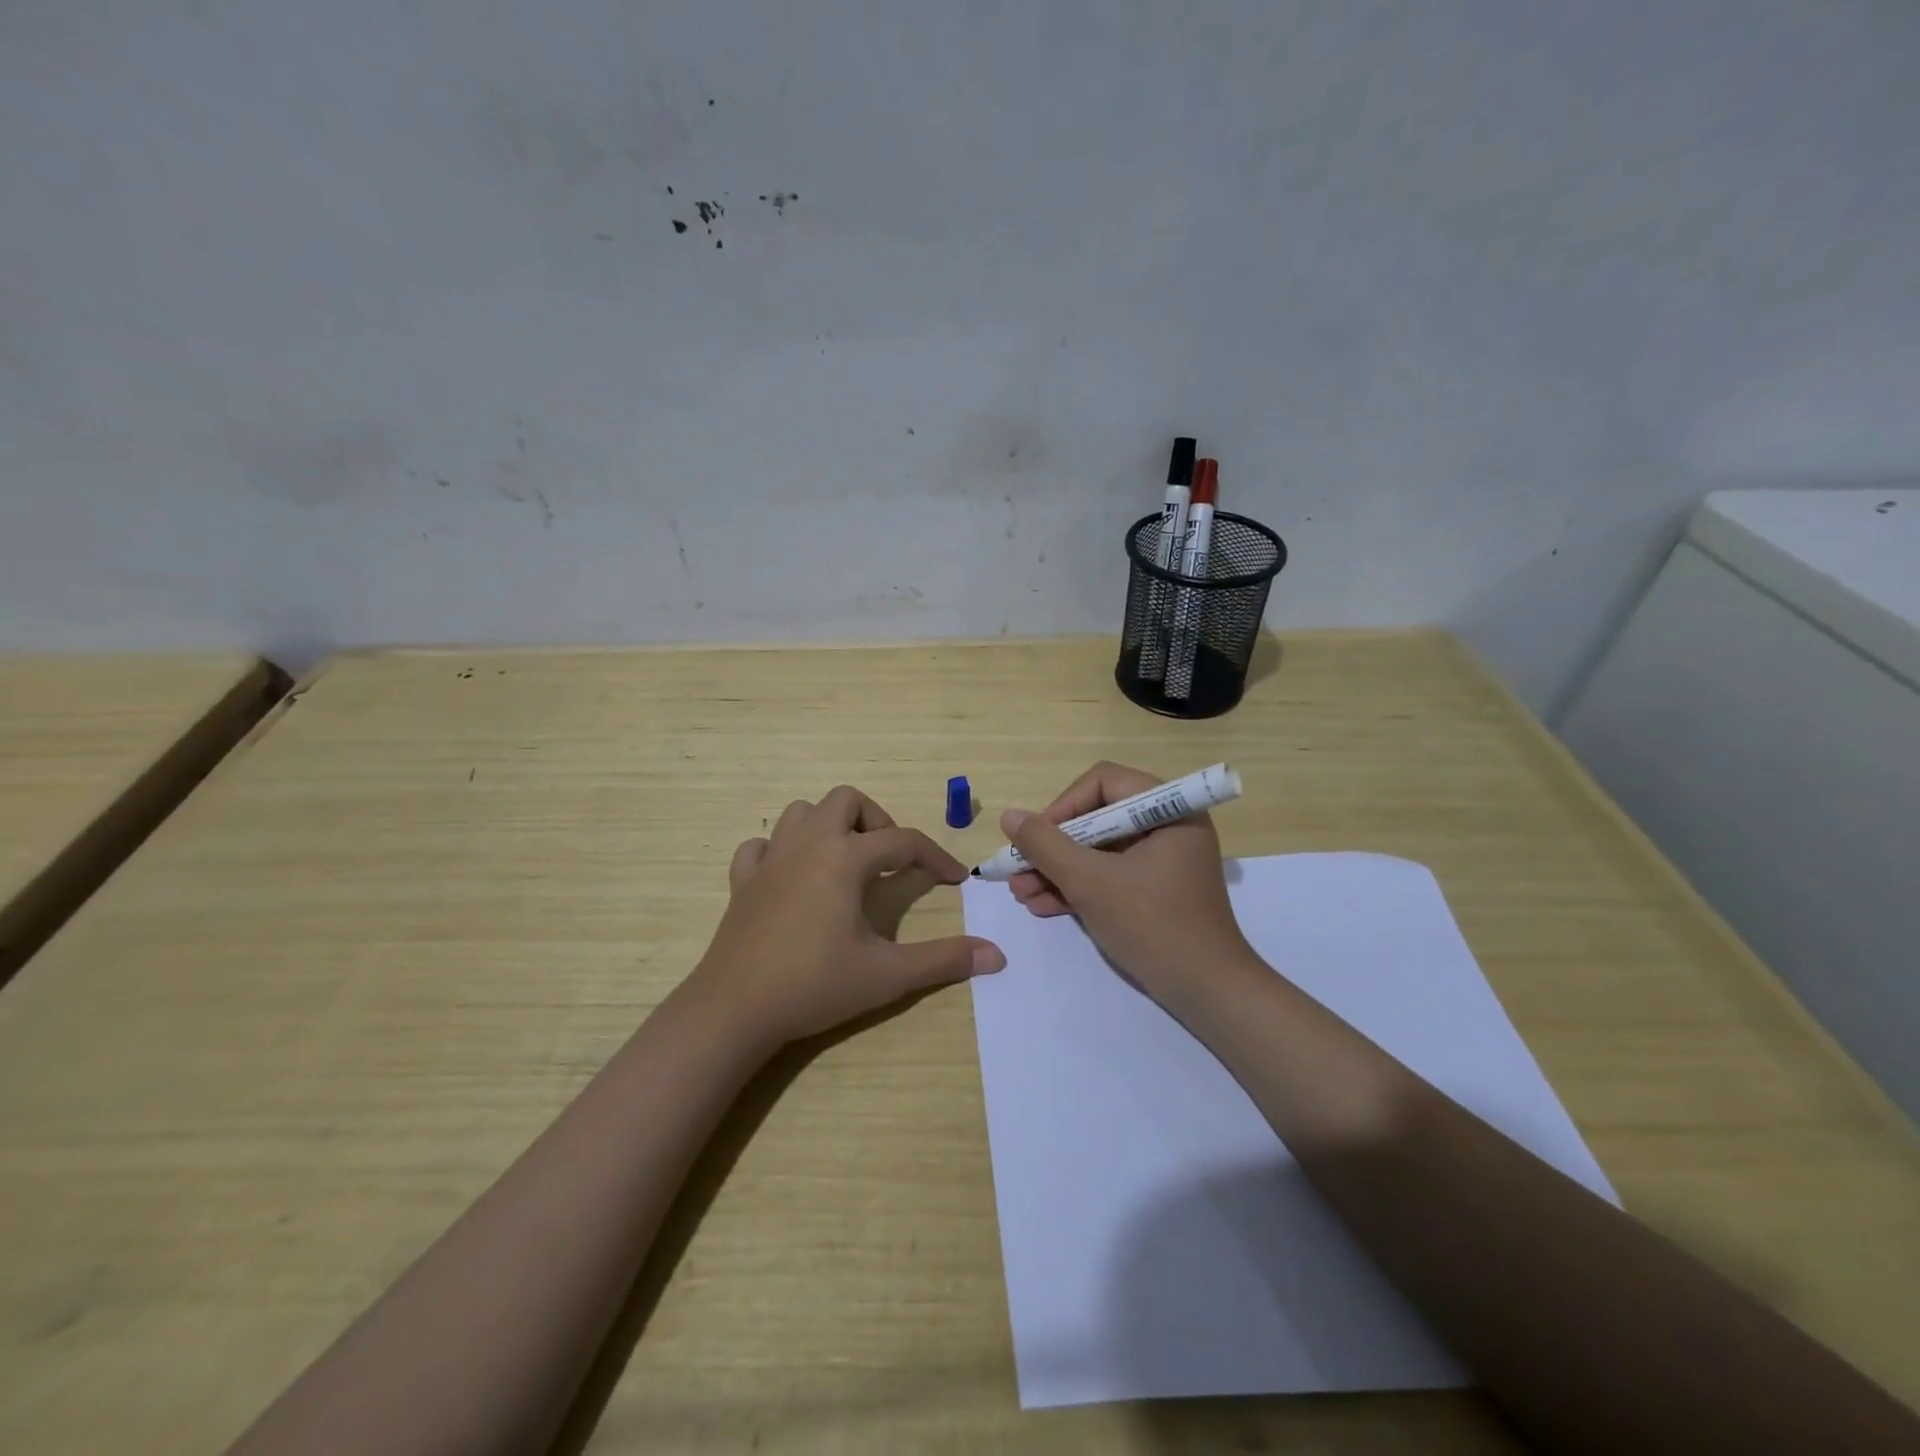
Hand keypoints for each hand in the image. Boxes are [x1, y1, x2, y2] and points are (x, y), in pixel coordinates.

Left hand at [692, 785, 1005, 1048]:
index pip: (903, 841)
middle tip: (890, 861)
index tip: (955, 879)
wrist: (734, 1010)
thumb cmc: (814, 985)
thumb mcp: (887, 975)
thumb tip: (996, 955)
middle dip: (876, 821)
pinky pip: (762, 846)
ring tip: (846, 862)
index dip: (935, 856)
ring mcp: (770, 859)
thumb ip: (943, 959)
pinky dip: (781, 851)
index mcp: (844, 857)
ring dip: (829, 826)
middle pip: (846, 801)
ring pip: (801, 812)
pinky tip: (792, 878)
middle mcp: (808, 844)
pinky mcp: (742, 881)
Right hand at [1004, 761, 1251, 1007]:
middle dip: (1053, 847)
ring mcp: (1162, 859)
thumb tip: (1009, 816)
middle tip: (1018, 869)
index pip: (1103, 783)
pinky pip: (1110, 874)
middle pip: (1097, 817)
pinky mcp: (1155, 889)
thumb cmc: (1153, 925)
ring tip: (1021, 893)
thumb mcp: (1091, 882)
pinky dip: (1078, 886)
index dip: (1063, 806)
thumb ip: (1046, 845)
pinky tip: (1043, 905)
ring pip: (1098, 850)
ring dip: (1058, 870)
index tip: (1036, 839)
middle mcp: (1168, 825)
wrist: (1207, 992)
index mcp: (1169, 809)